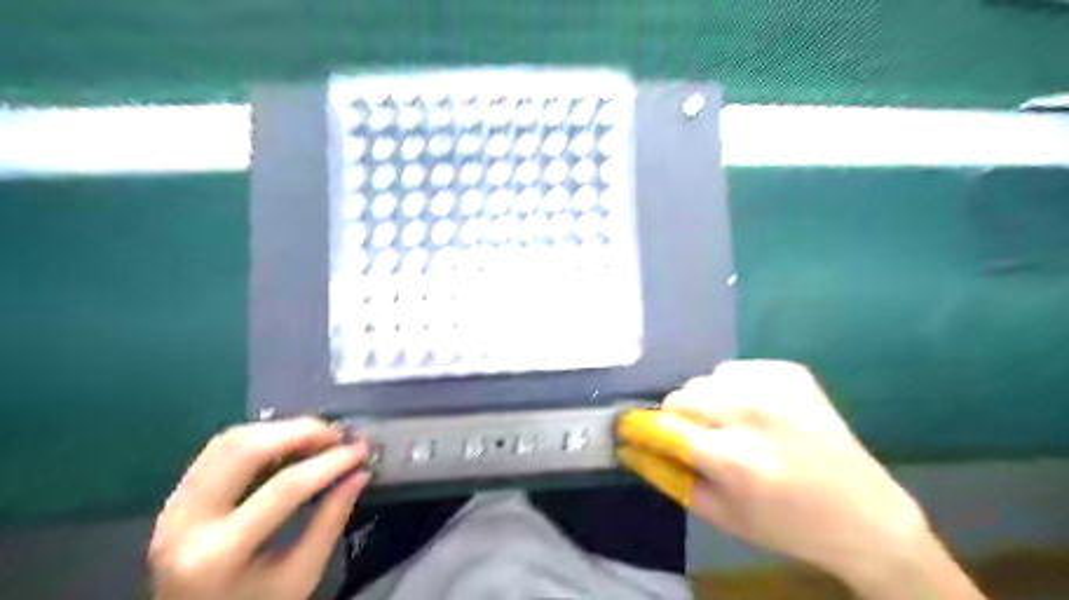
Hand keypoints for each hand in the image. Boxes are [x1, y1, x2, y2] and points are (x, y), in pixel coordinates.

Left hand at [148, 417, 369, 598]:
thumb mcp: (300, 576)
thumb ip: (330, 521)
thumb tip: (359, 473)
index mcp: (216, 556)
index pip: (283, 489)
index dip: (328, 463)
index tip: (361, 450)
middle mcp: (184, 523)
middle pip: (246, 449)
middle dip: (300, 432)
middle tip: (338, 436)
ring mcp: (172, 506)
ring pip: (230, 440)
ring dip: (280, 429)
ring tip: (318, 437)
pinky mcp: (175, 496)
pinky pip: (220, 449)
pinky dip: (261, 436)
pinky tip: (289, 444)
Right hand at [620, 362, 928, 585]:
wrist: (865, 516)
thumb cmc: (785, 525)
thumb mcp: (718, 514)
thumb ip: (666, 476)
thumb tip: (628, 446)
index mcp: (736, 459)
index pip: (664, 427)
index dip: (640, 427)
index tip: (627, 428)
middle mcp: (754, 412)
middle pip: (682, 395)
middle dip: (678, 418)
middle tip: (697, 440)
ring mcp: (776, 385)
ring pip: (705, 379)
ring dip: (706, 402)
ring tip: (729, 427)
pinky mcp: (791, 371)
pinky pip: (733, 369)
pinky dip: (732, 389)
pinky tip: (754, 413)